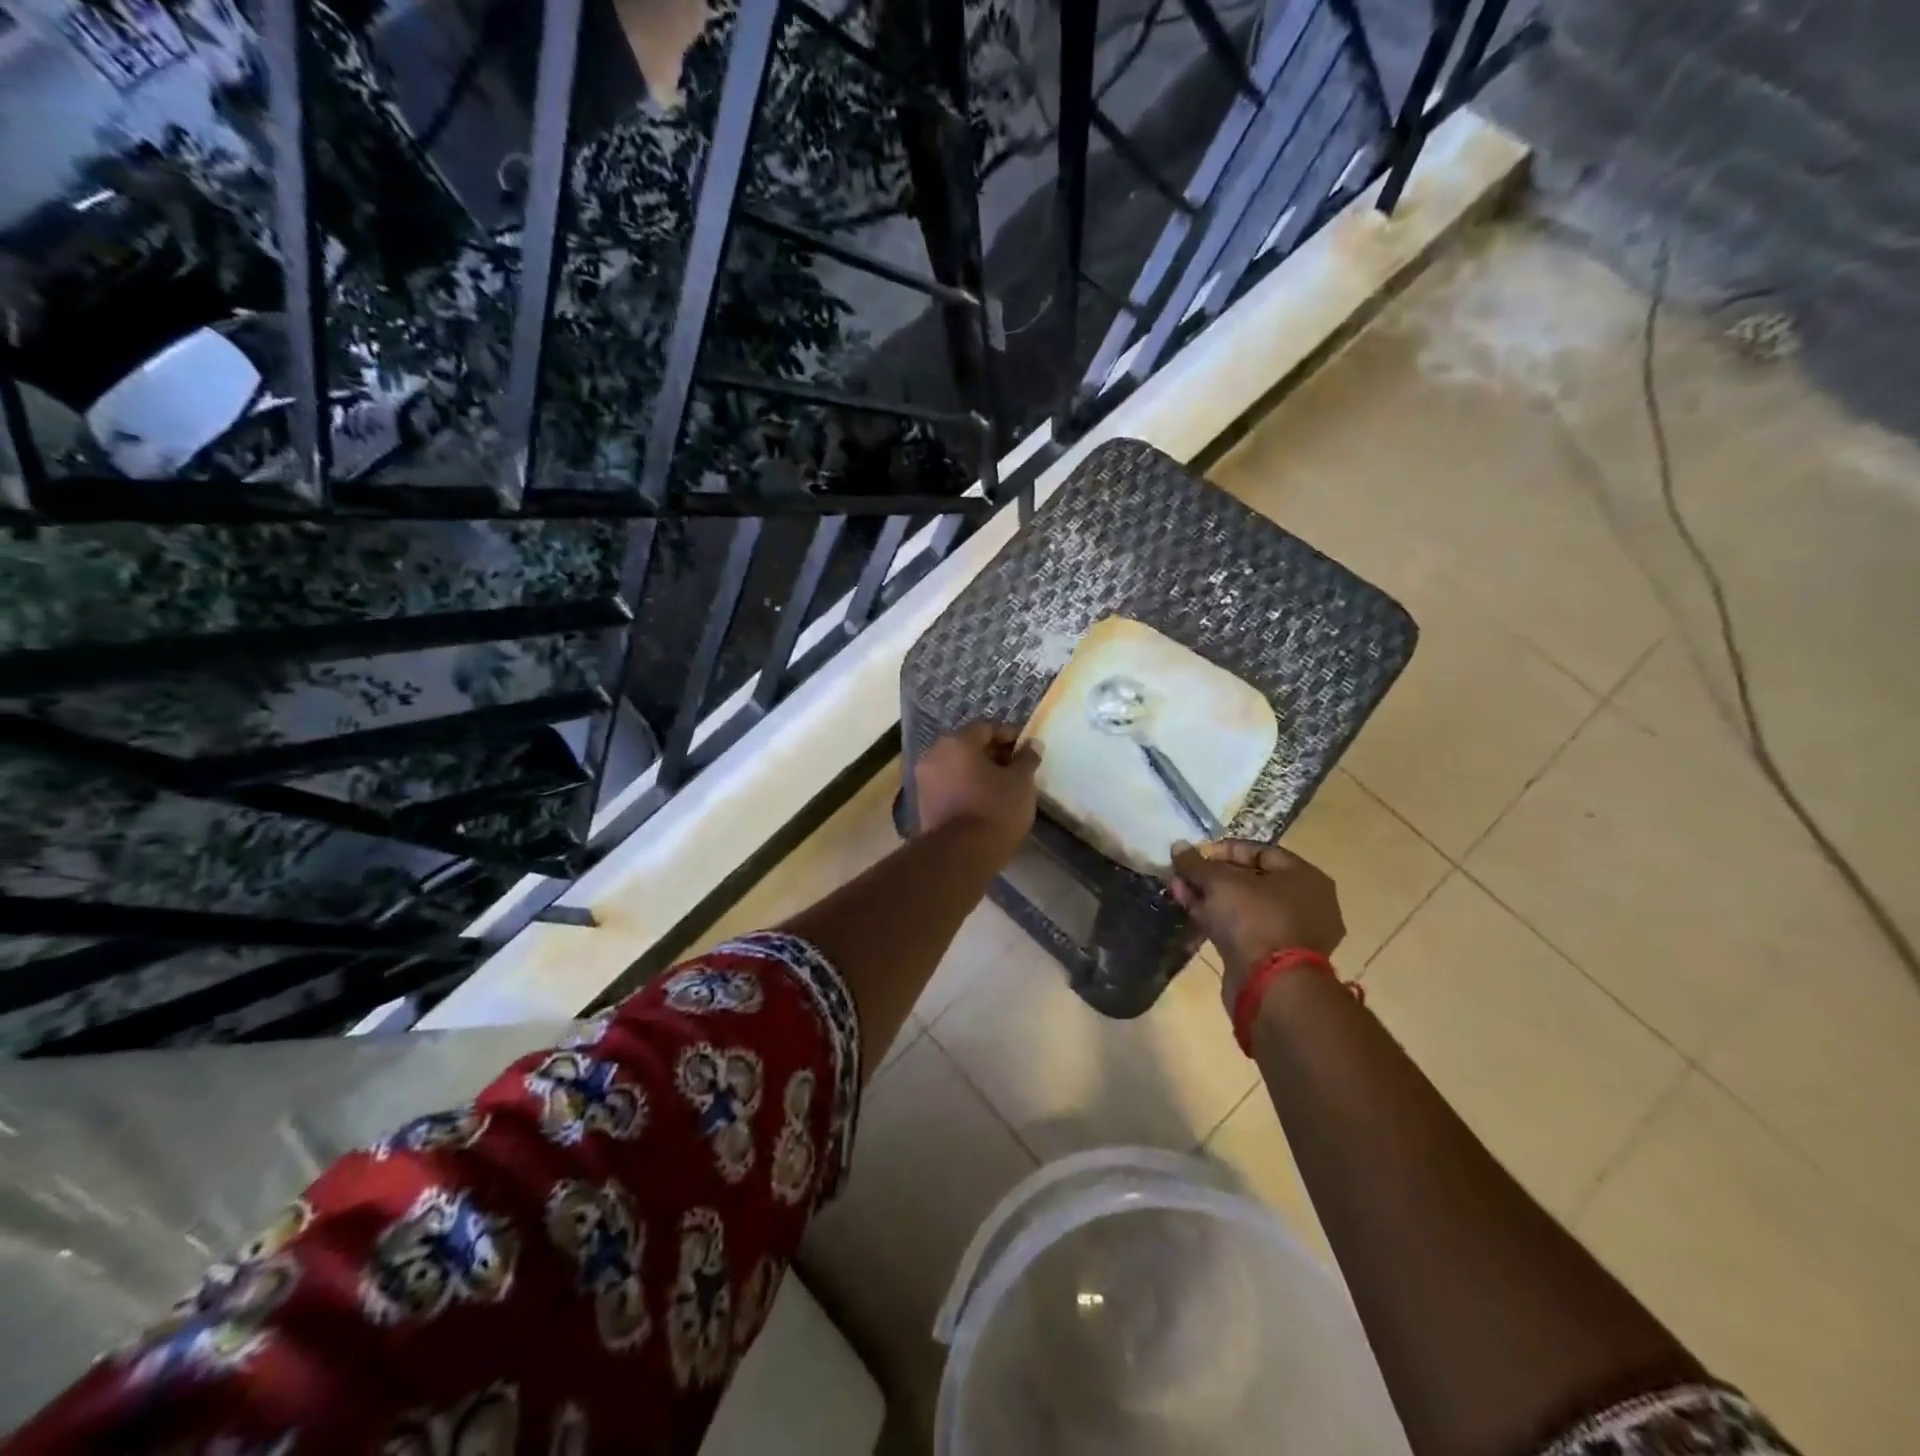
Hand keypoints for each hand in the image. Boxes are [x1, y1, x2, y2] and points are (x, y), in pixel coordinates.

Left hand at [913, 722, 1039, 861]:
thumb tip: (1032, 744)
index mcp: (957, 741)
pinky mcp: (923, 804)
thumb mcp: (1021, 782)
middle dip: (993, 754)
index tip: (1026, 750)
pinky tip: (985, 803)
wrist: (960, 856)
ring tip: (1003, 789)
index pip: (986, 727)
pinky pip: (949, 786)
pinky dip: (966, 788)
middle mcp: (934, 754)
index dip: (1009, 735)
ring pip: (957, 767)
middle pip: (968, 746)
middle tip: (1016, 769)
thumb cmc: (995, 810)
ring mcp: (925, 780)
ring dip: (979, 772)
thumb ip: (1027, 759)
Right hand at [1168, 840, 1344, 1004]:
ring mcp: (1289, 933)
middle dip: (1211, 875)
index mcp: (1305, 877)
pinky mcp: (1271, 957)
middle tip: (1182, 873)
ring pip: (1243, 906)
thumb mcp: (1220, 882)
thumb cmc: (1254, 919)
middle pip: (1250, 879)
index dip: (1223, 849)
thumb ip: (1197, 863)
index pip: (1261, 851)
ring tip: (1177, 889)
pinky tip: (1189, 910)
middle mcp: (1305, 903)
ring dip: (1208, 896)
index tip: (1194, 854)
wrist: (1270, 987)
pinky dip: (1217, 918)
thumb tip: (1178, 846)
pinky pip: (1242, 928)